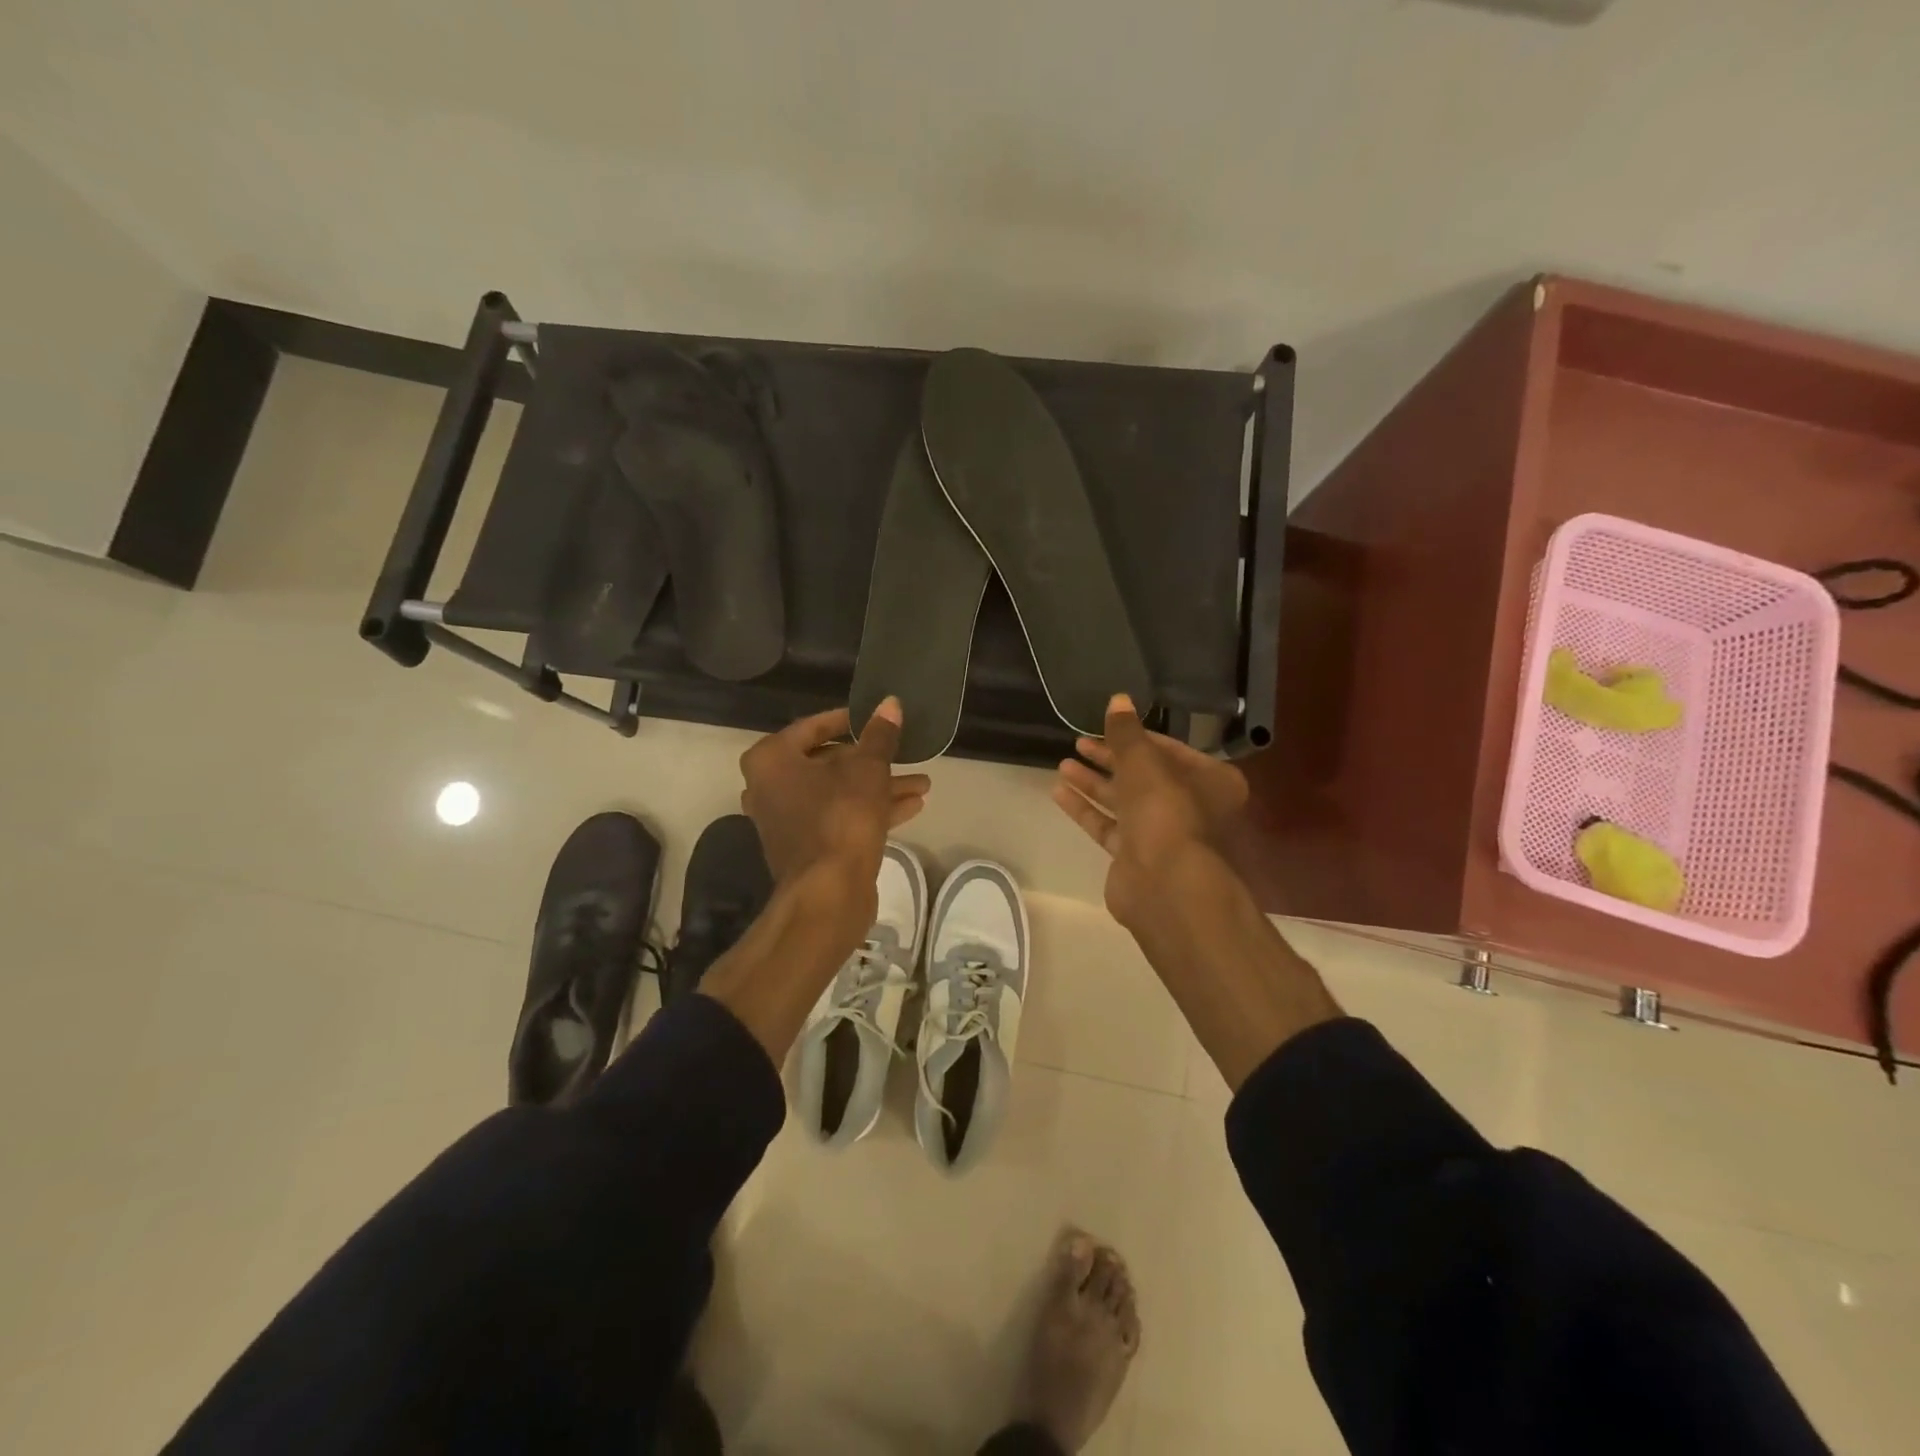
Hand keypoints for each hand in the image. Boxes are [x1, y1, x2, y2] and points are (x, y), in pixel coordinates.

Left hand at [739, 698, 930, 910]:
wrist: (828, 894)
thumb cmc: (841, 818)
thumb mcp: (868, 769)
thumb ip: (880, 736)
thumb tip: (891, 703)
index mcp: (772, 760)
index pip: (812, 727)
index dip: (849, 721)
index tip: (876, 719)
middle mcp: (771, 787)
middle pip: (828, 763)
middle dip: (872, 761)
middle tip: (904, 753)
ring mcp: (787, 820)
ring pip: (839, 793)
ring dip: (879, 787)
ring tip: (922, 783)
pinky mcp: (807, 847)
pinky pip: (840, 818)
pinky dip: (871, 810)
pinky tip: (912, 806)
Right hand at [1051, 694, 1248, 929]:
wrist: (1166, 885)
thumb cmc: (1166, 811)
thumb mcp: (1144, 761)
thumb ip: (1127, 732)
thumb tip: (1118, 698)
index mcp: (1211, 781)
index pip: (1170, 750)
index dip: (1136, 737)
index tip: (1106, 726)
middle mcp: (1191, 807)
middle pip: (1144, 776)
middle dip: (1111, 759)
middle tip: (1079, 743)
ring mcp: (1163, 835)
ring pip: (1124, 802)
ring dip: (1094, 782)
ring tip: (1063, 764)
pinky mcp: (1136, 858)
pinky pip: (1109, 827)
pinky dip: (1087, 809)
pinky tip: (1059, 792)